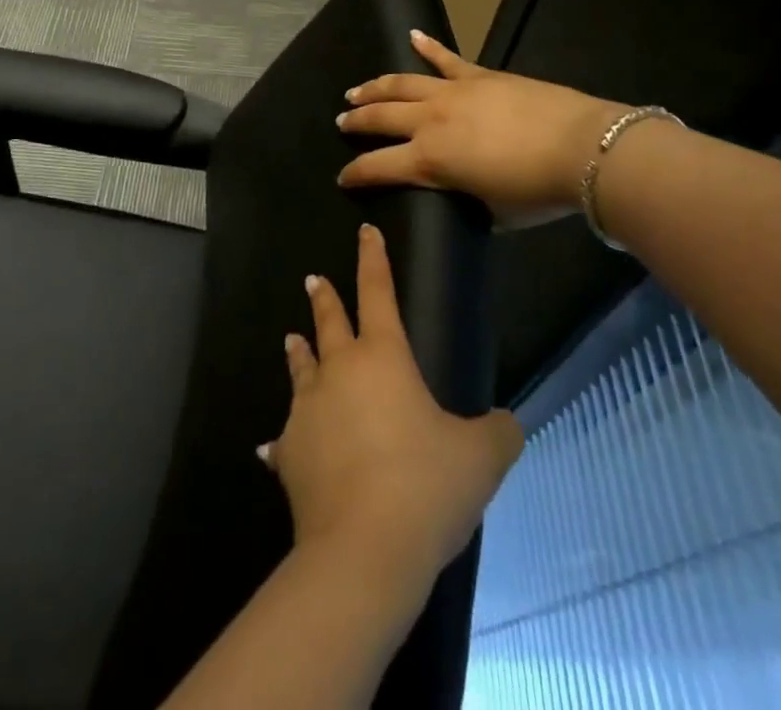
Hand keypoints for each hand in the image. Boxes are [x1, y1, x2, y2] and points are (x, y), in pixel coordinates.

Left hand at [261, 224, 522, 589]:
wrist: (363, 548)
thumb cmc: (425, 486)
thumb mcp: (480, 458)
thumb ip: (498, 433)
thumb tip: (509, 423)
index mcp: (383, 358)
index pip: (378, 293)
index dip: (373, 260)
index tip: (364, 231)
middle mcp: (339, 372)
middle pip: (329, 322)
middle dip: (324, 297)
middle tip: (312, 279)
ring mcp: (308, 410)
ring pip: (301, 368)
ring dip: (299, 352)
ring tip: (292, 338)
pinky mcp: (290, 452)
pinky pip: (285, 439)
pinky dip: (284, 439)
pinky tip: (271, 447)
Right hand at [336, 30, 623, 211]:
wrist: (581, 148)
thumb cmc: (536, 192)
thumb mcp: (491, 213)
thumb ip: (464, 201)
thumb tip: (458, 194)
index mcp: (429, 160)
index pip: (377, 166)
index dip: (355, 173)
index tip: (342, 177)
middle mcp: (429, 121)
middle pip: (380, 117)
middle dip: (356, 121)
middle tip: (341, 122)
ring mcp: (452, 92)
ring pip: (402, 83)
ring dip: (376, 86)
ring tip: (357, 90)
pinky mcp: (477, 75)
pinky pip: (446, 58)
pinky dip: (428, 45)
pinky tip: (413, 35)